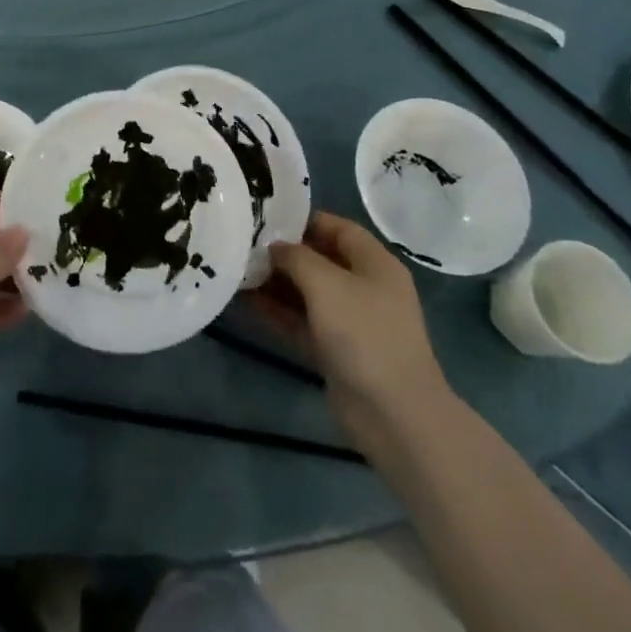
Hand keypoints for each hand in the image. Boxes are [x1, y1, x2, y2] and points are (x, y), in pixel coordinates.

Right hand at [250, 211, 448, 446]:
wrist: (394, 415)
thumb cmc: (364, 334)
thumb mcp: (326, 284)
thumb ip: (296, 257)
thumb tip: (274, 247)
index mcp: (374, 263)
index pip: (337, 228)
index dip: (304, 219)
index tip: (266, 216)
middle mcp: (364, 287)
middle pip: (320, 260)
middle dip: (283, 253)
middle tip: (243, 243)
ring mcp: (351, 322)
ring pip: (307, 292)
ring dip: (275, 283)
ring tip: (237, 269)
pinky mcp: (336, 351)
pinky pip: (302, 322)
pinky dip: (278, 312)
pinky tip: (246, 301)